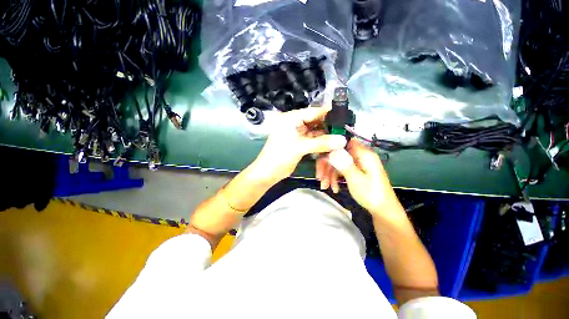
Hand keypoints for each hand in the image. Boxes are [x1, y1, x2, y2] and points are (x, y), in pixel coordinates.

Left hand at [250, 107, 347, 184]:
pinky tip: (332, 144)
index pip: (313, 112)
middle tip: (345, 128)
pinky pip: (313, 140)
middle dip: (329, 125)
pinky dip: (321, 142)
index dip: (328, 113)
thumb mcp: (300, 147)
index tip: (345, 115)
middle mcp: (294, 123)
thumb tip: (342, 140)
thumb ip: (321, 143)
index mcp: (291, 119)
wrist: (268, 173)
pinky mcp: (299, 143)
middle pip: (315, 121)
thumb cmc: (279, 156)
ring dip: (326, 135)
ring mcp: (297, 134)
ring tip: (342, 136)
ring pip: (315, 131)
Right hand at [318, 139, 401, 216]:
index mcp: (363, 154)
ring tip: (325, 186)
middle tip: (320, 177)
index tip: (320, 157)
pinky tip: (333, 188)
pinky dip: (335, 178)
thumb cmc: (371, 194)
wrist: (383, 210)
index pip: (343, 142)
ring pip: (337, 162)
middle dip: (327, 165)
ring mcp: (357, 163)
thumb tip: (333, 151)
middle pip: (337, 153)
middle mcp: (360, 156)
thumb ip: (344, 164)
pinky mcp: (355, 170)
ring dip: (329, 174)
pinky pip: (341, 169)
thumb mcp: (356, 179)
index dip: (330, 147)